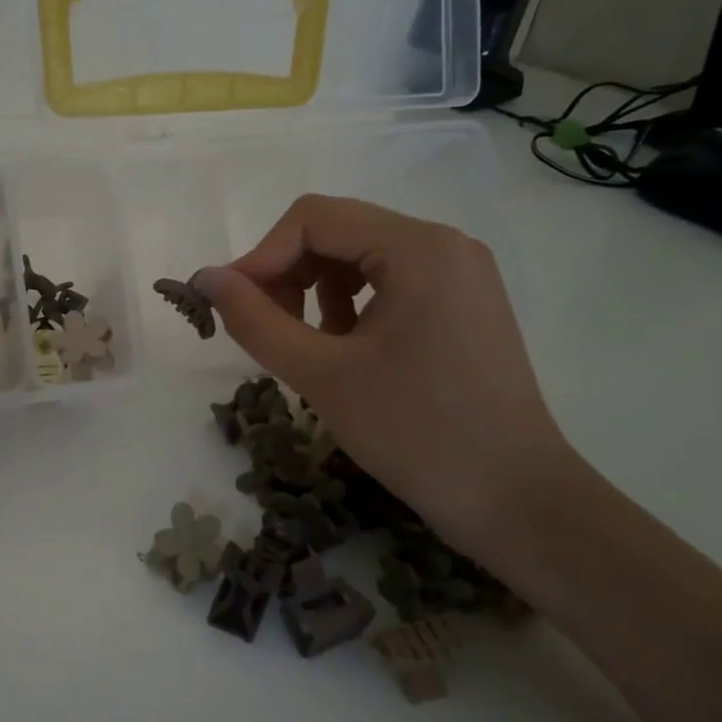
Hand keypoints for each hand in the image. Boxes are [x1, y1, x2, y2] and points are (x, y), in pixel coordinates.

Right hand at [193, 195, 580, 568]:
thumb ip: (255, 320)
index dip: (260, 257)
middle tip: (261, 329)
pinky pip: (385, 283)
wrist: (516, 502)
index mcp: (418, 248)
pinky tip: (339, 350)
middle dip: (286, 274)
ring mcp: (457, 275)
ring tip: (301, 344)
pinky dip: (348, 306)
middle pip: (336, 232)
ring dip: (313, 291)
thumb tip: (205, 278)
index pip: (313, 219)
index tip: (230, 308)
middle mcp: (443, 245)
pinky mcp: (460, 305)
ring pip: (357, 257)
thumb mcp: (321, 375)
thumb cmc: (416, 433)